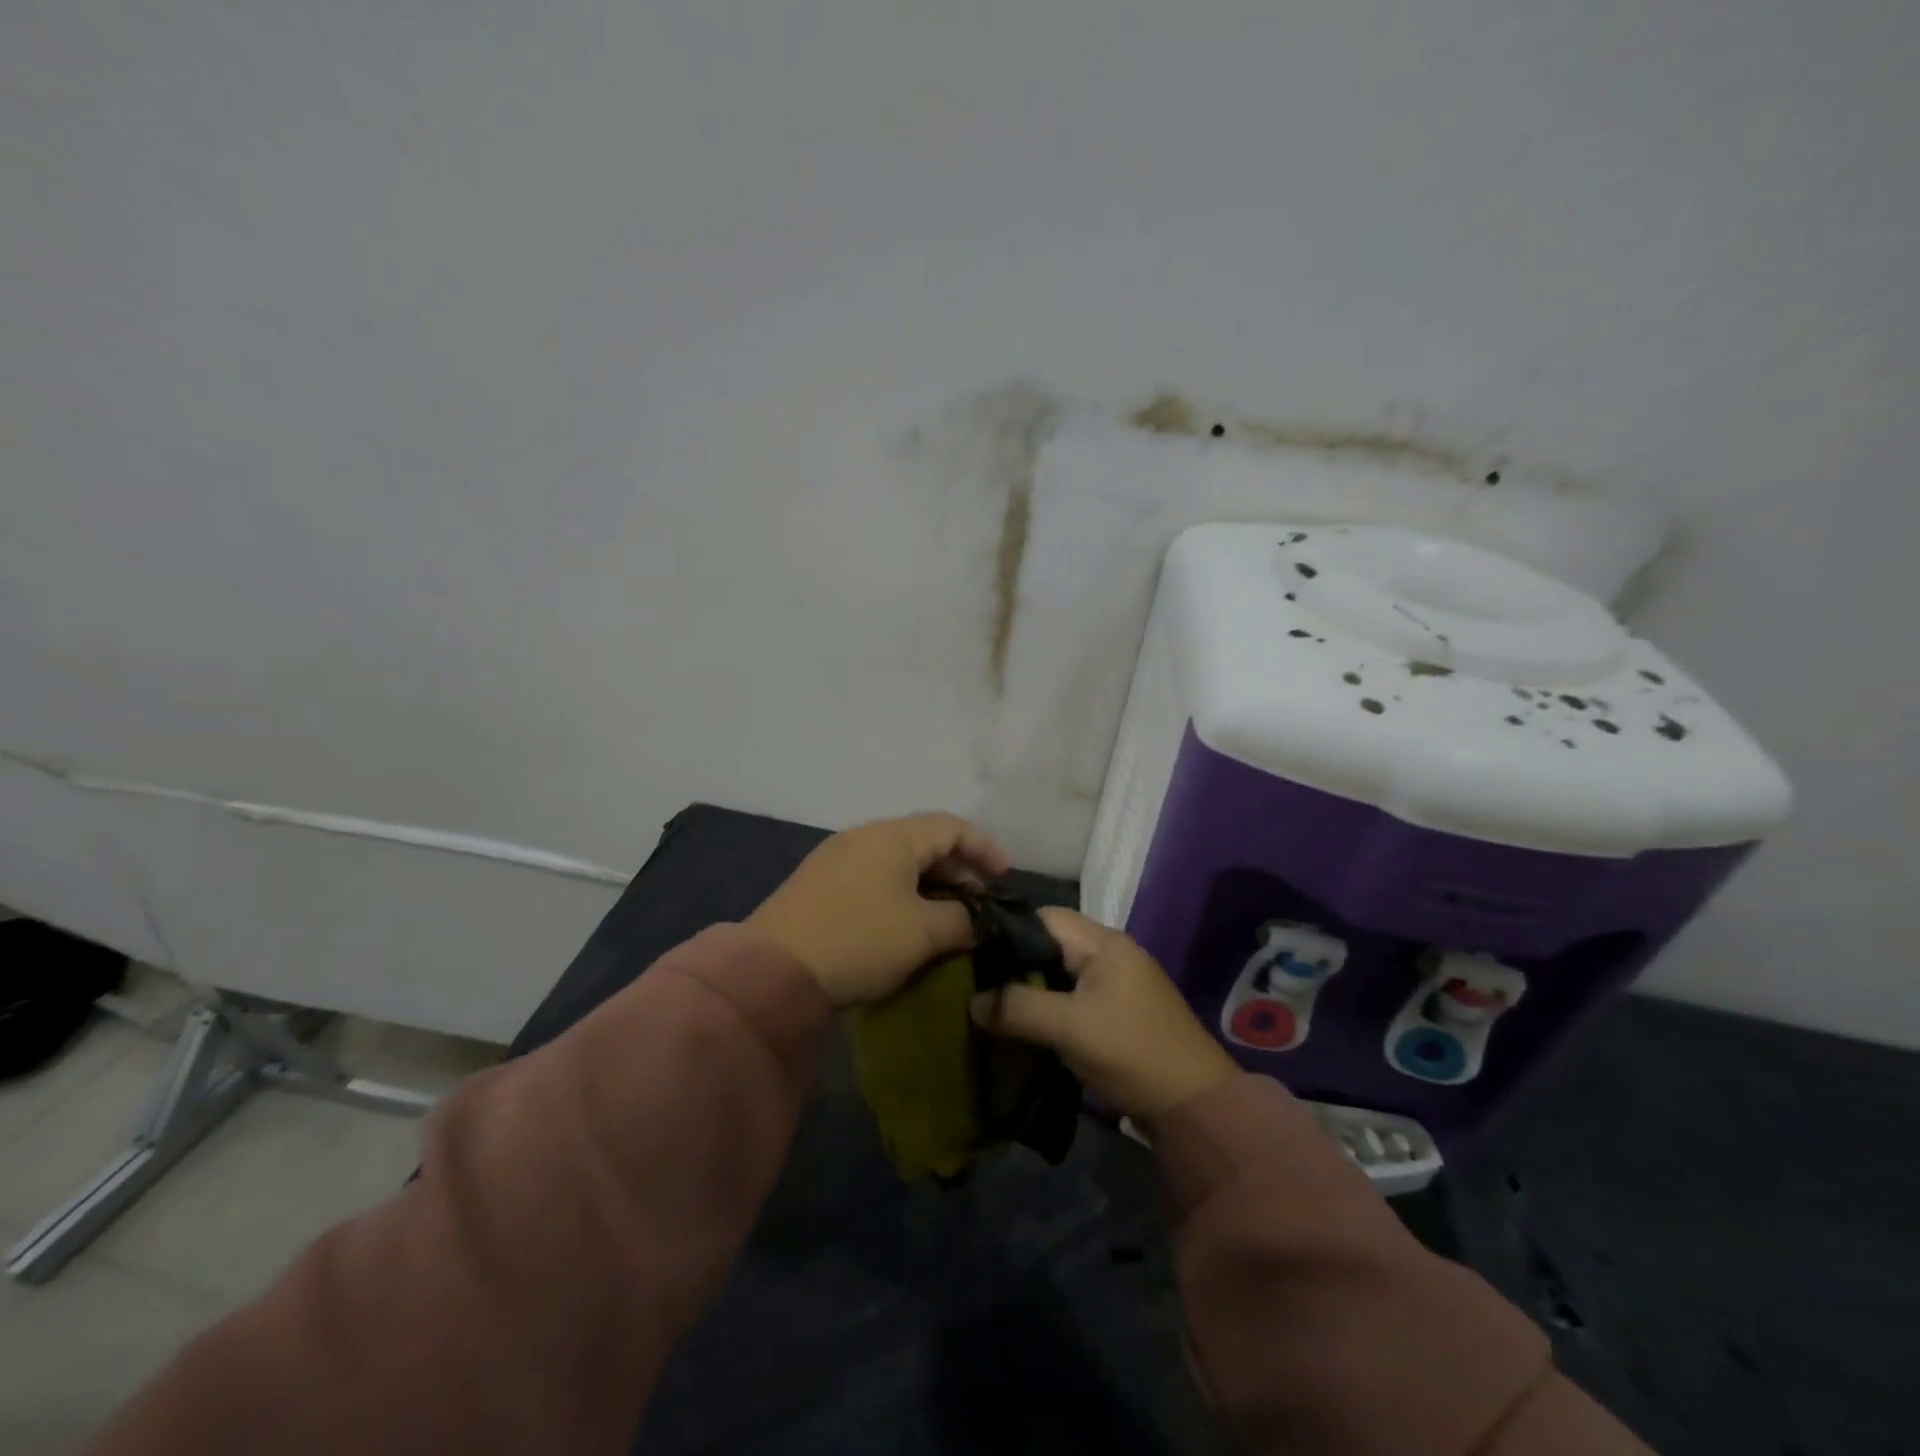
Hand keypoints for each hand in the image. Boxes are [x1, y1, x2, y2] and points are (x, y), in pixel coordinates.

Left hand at [746, 812, 1009, 1006]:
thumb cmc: (860, 940)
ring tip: (947, 915)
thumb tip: (975, 921)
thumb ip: (962, 921)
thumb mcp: (923, 933)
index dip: (984, 848)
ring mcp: (836, 859)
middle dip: (958, 868)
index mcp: (892, 836)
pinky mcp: (818, 885)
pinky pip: (874, 877)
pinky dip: (901, 892)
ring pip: (897, 861)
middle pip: (924, 840)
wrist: (772, 971)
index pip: (952, 826)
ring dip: (929, 883)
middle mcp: (863, 836)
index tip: (1005, 877)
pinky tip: (906, 922)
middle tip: (979, 901)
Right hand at [970, 906, 1238, 1118]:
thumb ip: (1017, 1007)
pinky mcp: (1118, 1011)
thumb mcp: (1068, 1027)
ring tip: (993, 1004)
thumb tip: (972, 1002)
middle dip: (1015, 961)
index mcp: (1103, 942)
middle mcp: (1111, 952)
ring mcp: (1117, 982)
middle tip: (977, 982)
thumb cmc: (1129, 1051)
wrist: (1194, 1105)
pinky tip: (1025, 1023)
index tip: (972, 953)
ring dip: (1031, 986)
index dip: (1007, 931)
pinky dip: (1048, 1004)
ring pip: (1060, 971)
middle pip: (1051, 942)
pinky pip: (1073, 995)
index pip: (1044, 917)